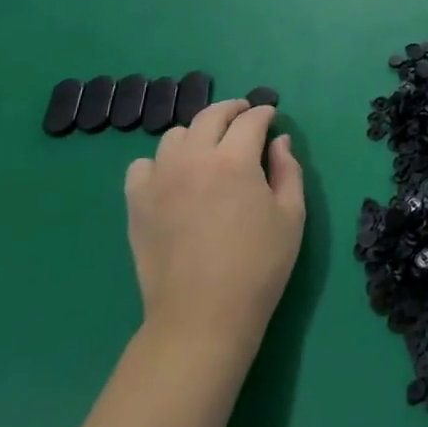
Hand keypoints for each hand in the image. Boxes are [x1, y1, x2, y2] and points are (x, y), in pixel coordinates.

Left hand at [123, 100, 304, 363]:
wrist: (202, 315)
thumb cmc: (259, 265)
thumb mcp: (291, 215)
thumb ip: (288, 170)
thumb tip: (278, 141)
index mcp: (234, 160)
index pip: (250, 120)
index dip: (264, 113)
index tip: (271, 117)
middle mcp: (193, 158)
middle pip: (210, 116)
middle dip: (232, 111)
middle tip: (244, 117)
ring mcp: (159, 179)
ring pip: (175, 136)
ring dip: (197, 134)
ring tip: (209, 149)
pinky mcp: (136, 203)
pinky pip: (143, 166)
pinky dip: (161, 162)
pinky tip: (174, 178)